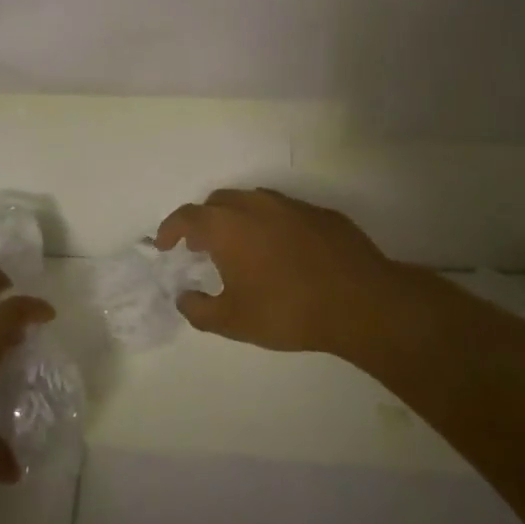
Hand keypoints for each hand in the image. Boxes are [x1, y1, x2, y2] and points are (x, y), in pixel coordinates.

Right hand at [155, 188, 406, 354]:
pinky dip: (271, 225)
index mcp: (227, 225)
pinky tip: (282, 252)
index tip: (165, 245)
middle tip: (202, 247)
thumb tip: (184, 297)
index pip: (186, 217)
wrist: (359, 301)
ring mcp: (290, 205)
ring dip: (238, 219)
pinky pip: (284, 212)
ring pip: (252, 202)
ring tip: (241, 248)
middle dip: (204, 221)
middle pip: (218, 202)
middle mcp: (254, 204)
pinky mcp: (320, 213)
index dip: (170, 229)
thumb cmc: (287, 310)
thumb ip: (199, 310)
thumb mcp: (233, 321)